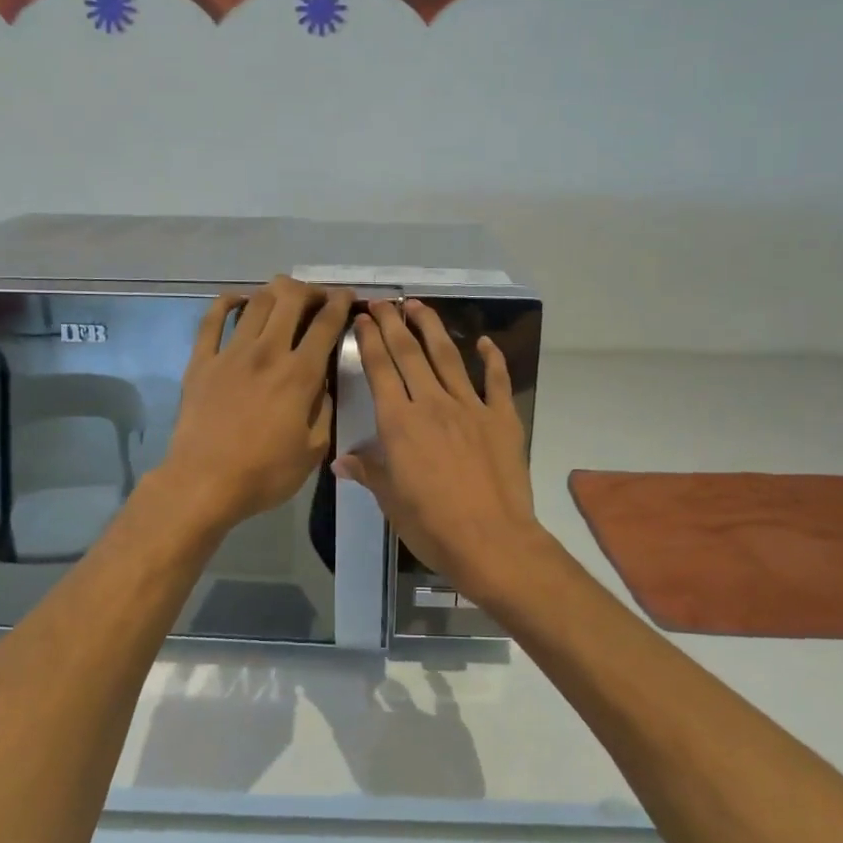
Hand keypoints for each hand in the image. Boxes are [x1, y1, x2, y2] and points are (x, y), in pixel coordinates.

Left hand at [161, 277, 354, 529]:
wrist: (203, 483)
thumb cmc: (264, 474)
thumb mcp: (312, 451)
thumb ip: (324, 411)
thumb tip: (324, 385)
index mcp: (299, 375)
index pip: (325, 324)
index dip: (339, 303)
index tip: (346, 296)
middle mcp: (267, 352)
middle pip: (290, 299)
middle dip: (309, 290)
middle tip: (316, 298)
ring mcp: (230, 353)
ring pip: (256, 303)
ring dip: (274, 292)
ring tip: (283, 296)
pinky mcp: (201, 361)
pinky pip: (212, 320)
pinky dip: (226, 302)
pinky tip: (237, 299)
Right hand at [333, 300, 554, 605]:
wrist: (491, 540)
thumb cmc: (432, 525)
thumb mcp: (391, 500)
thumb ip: (368, 472)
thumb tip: (340, 461)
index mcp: (399, 423)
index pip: (380, 370)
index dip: (370, 341)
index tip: (363, 319)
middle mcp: (432, 404)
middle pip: (409, 354)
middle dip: (394, 324)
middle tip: (384, 302)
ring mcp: (470, 407)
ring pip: (448, 357)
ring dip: (432, 328)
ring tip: (419, 306)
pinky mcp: (501, 418)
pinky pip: (496, 381)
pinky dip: (492, 359)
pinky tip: (485, 342)